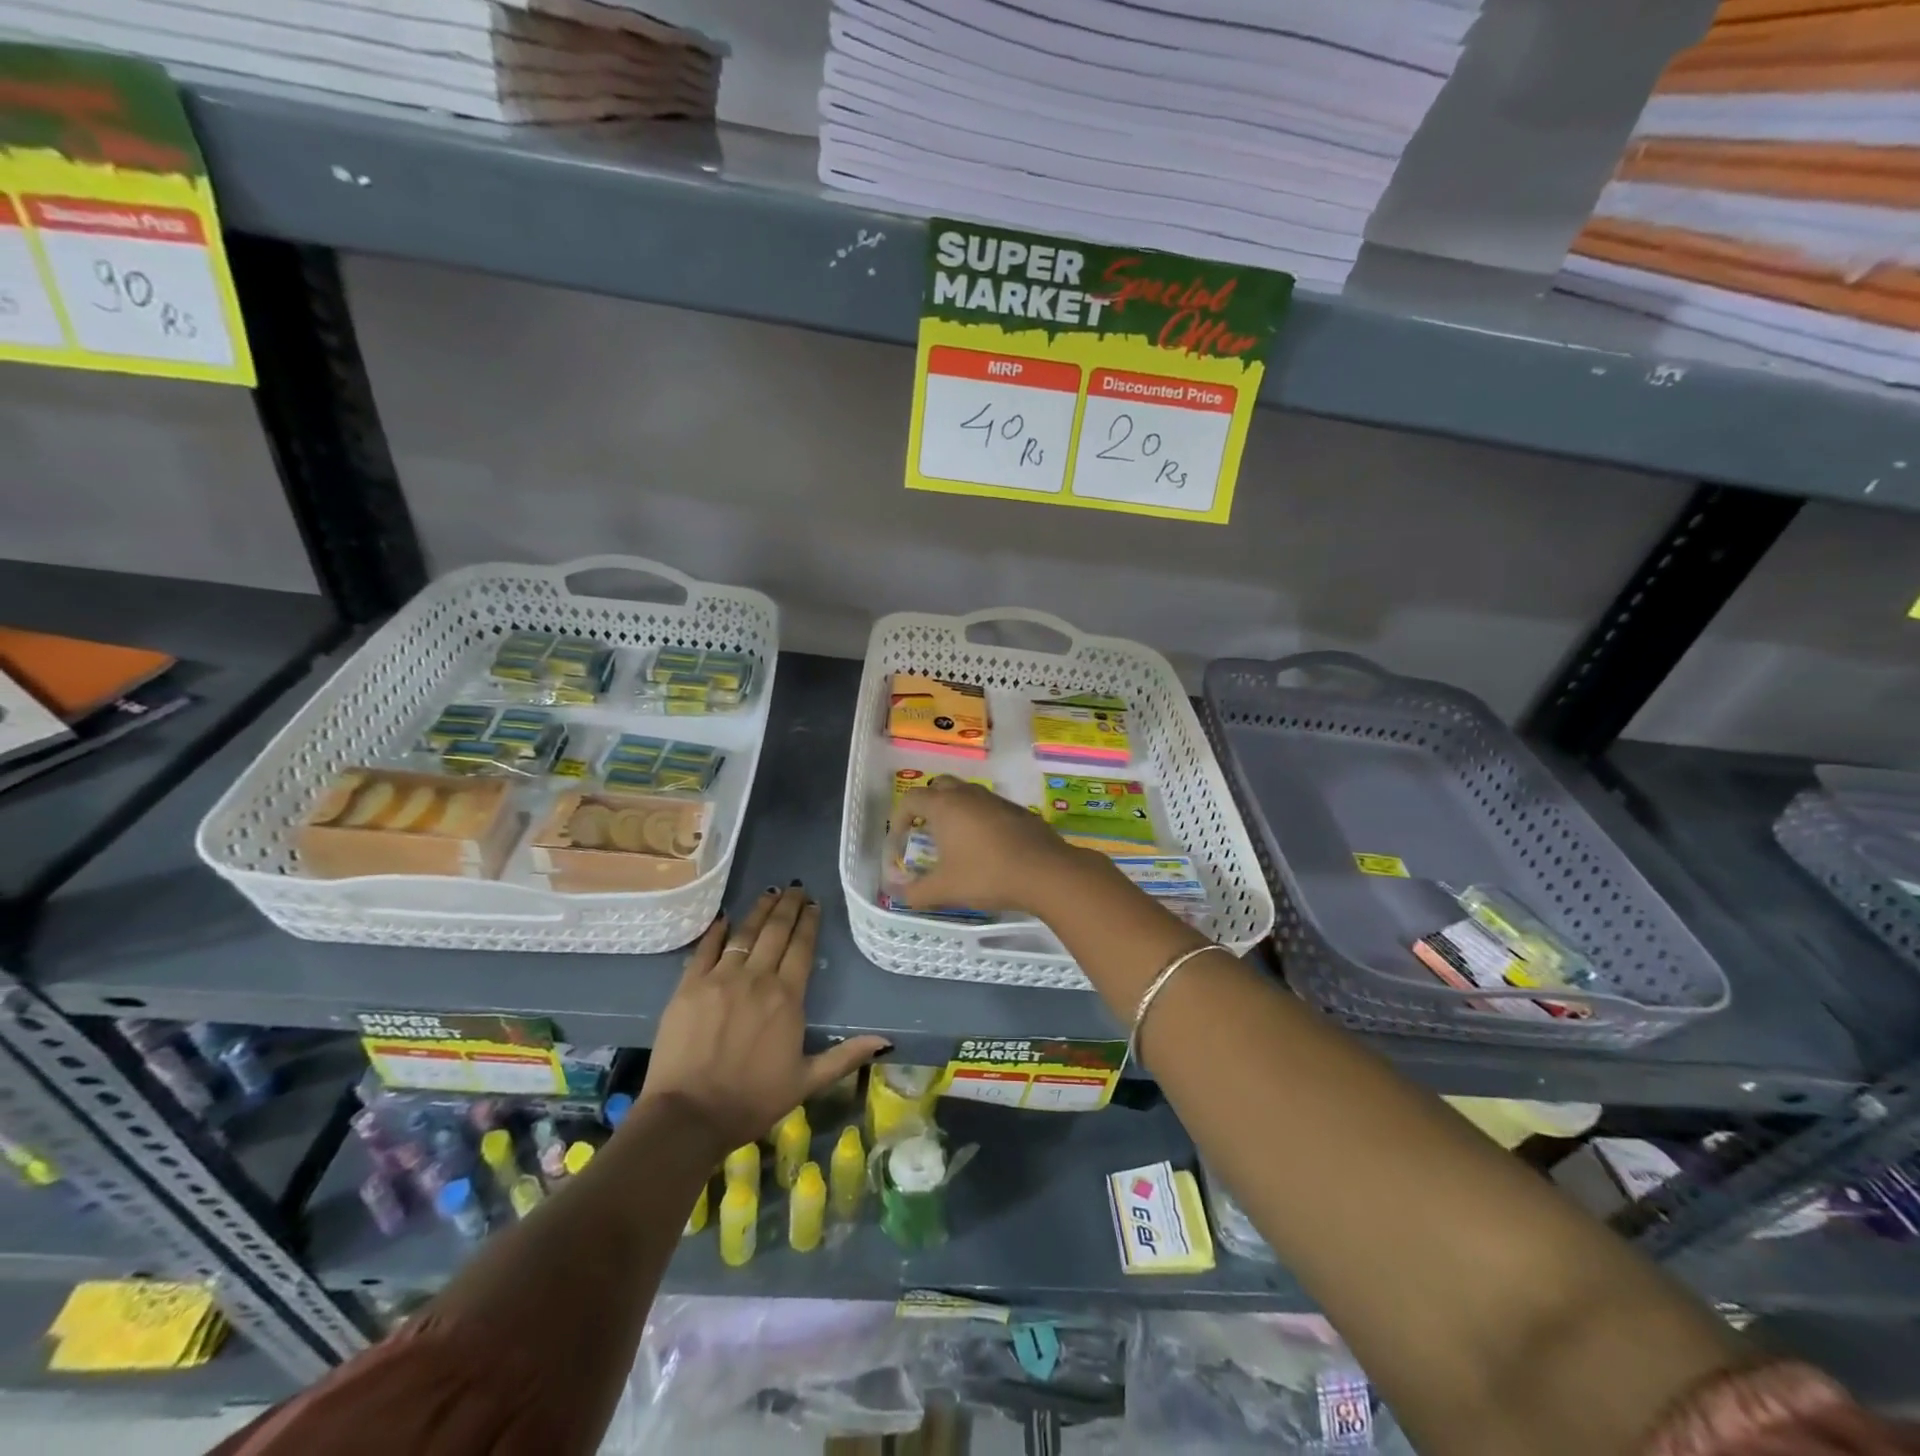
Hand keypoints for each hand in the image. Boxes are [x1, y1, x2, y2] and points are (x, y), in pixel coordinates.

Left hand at [638, 886, 888, 1151]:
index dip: (809, 923)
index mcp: (787, 998)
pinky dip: (716, 931)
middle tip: (795, 888)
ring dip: (759, 911)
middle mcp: (756, 978)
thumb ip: (845, 1056)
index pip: (802, 948)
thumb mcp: (806, 1081)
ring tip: (769, 893)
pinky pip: (705, 949)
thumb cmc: (752, 1101)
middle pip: (775, 932)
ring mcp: (720, 979)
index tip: (813, 904)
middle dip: (788, 907)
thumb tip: (886, 1041)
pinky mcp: (689, 986)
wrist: (689, 1116)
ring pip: (744, 933)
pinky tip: (724, 918)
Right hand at [895, 776, 1087, 916]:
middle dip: (927, 804)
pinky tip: (986, 847)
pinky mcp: (1018, 811)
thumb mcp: (944, 890)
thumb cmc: (986, 875)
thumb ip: (915, 892)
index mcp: (945, 806)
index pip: (911, 799)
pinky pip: (989, 807)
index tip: (899, 841)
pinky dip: (979, 819)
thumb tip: (896, 893)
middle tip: (925, 831)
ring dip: (955, 811)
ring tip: (954, 841)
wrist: (1045, 872)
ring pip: (967, 794)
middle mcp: (969, 795)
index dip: (899, 819)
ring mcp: (996, 800)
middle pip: (939, 786)